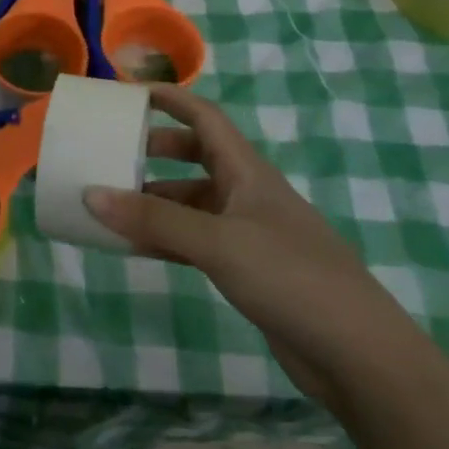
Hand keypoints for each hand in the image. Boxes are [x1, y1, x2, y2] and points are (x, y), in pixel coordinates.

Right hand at [83, 85, 418, 405]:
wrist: (358, 355)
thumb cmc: (291, 277)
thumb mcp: (217, 242)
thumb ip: (154, 219)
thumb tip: (90, 194)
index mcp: (247, 171)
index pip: (204, 117)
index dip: (169, 99)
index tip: (127, 93)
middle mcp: (247, 194)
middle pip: (195, 156)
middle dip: (154, 150)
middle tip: (111, 153)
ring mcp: (248, 233)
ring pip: (191, 202)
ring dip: (153, 200)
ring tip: (109, 205)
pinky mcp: (247, 269)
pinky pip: (194, 240)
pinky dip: (164, 238)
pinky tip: (134, 246)